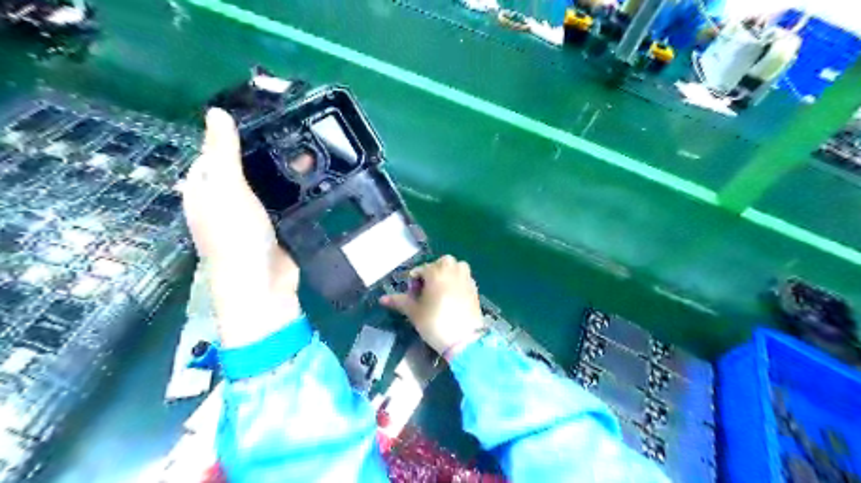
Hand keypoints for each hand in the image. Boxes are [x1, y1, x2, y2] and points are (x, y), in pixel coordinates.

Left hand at [182, 108, 301, 346]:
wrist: (262, 284)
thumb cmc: (236, 236)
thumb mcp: (226, 189)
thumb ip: (223, 152)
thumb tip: (215, 111)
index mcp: (205, 188)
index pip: (216, 151)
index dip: (236, 133)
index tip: (265, 117)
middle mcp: (226, 199)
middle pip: (246, 166)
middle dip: (268, 150)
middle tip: (297, 132)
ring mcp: (252, 213)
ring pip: (268, 182)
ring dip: (286, 169)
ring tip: (312, 149)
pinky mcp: (275, 224)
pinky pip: (284, 200)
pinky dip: (297, 189)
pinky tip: (315, 177)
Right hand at [382, 256, 481, 355]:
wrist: (464, 340)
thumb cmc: (435, 323)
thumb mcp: (414, 312)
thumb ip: (399, 301)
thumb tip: (381, 299)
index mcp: (436, 271)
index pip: (420, 270)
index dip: (414, 284)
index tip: (414, 299)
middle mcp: (452, 269)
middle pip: (439, 264)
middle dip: (431, 274)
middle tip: (426, 294)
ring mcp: (466, 277)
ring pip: (454, 267)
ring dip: (446, 274)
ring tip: (440, 292)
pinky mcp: (474, 287)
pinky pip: (463, 277)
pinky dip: (457, 282)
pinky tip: (452, 298)